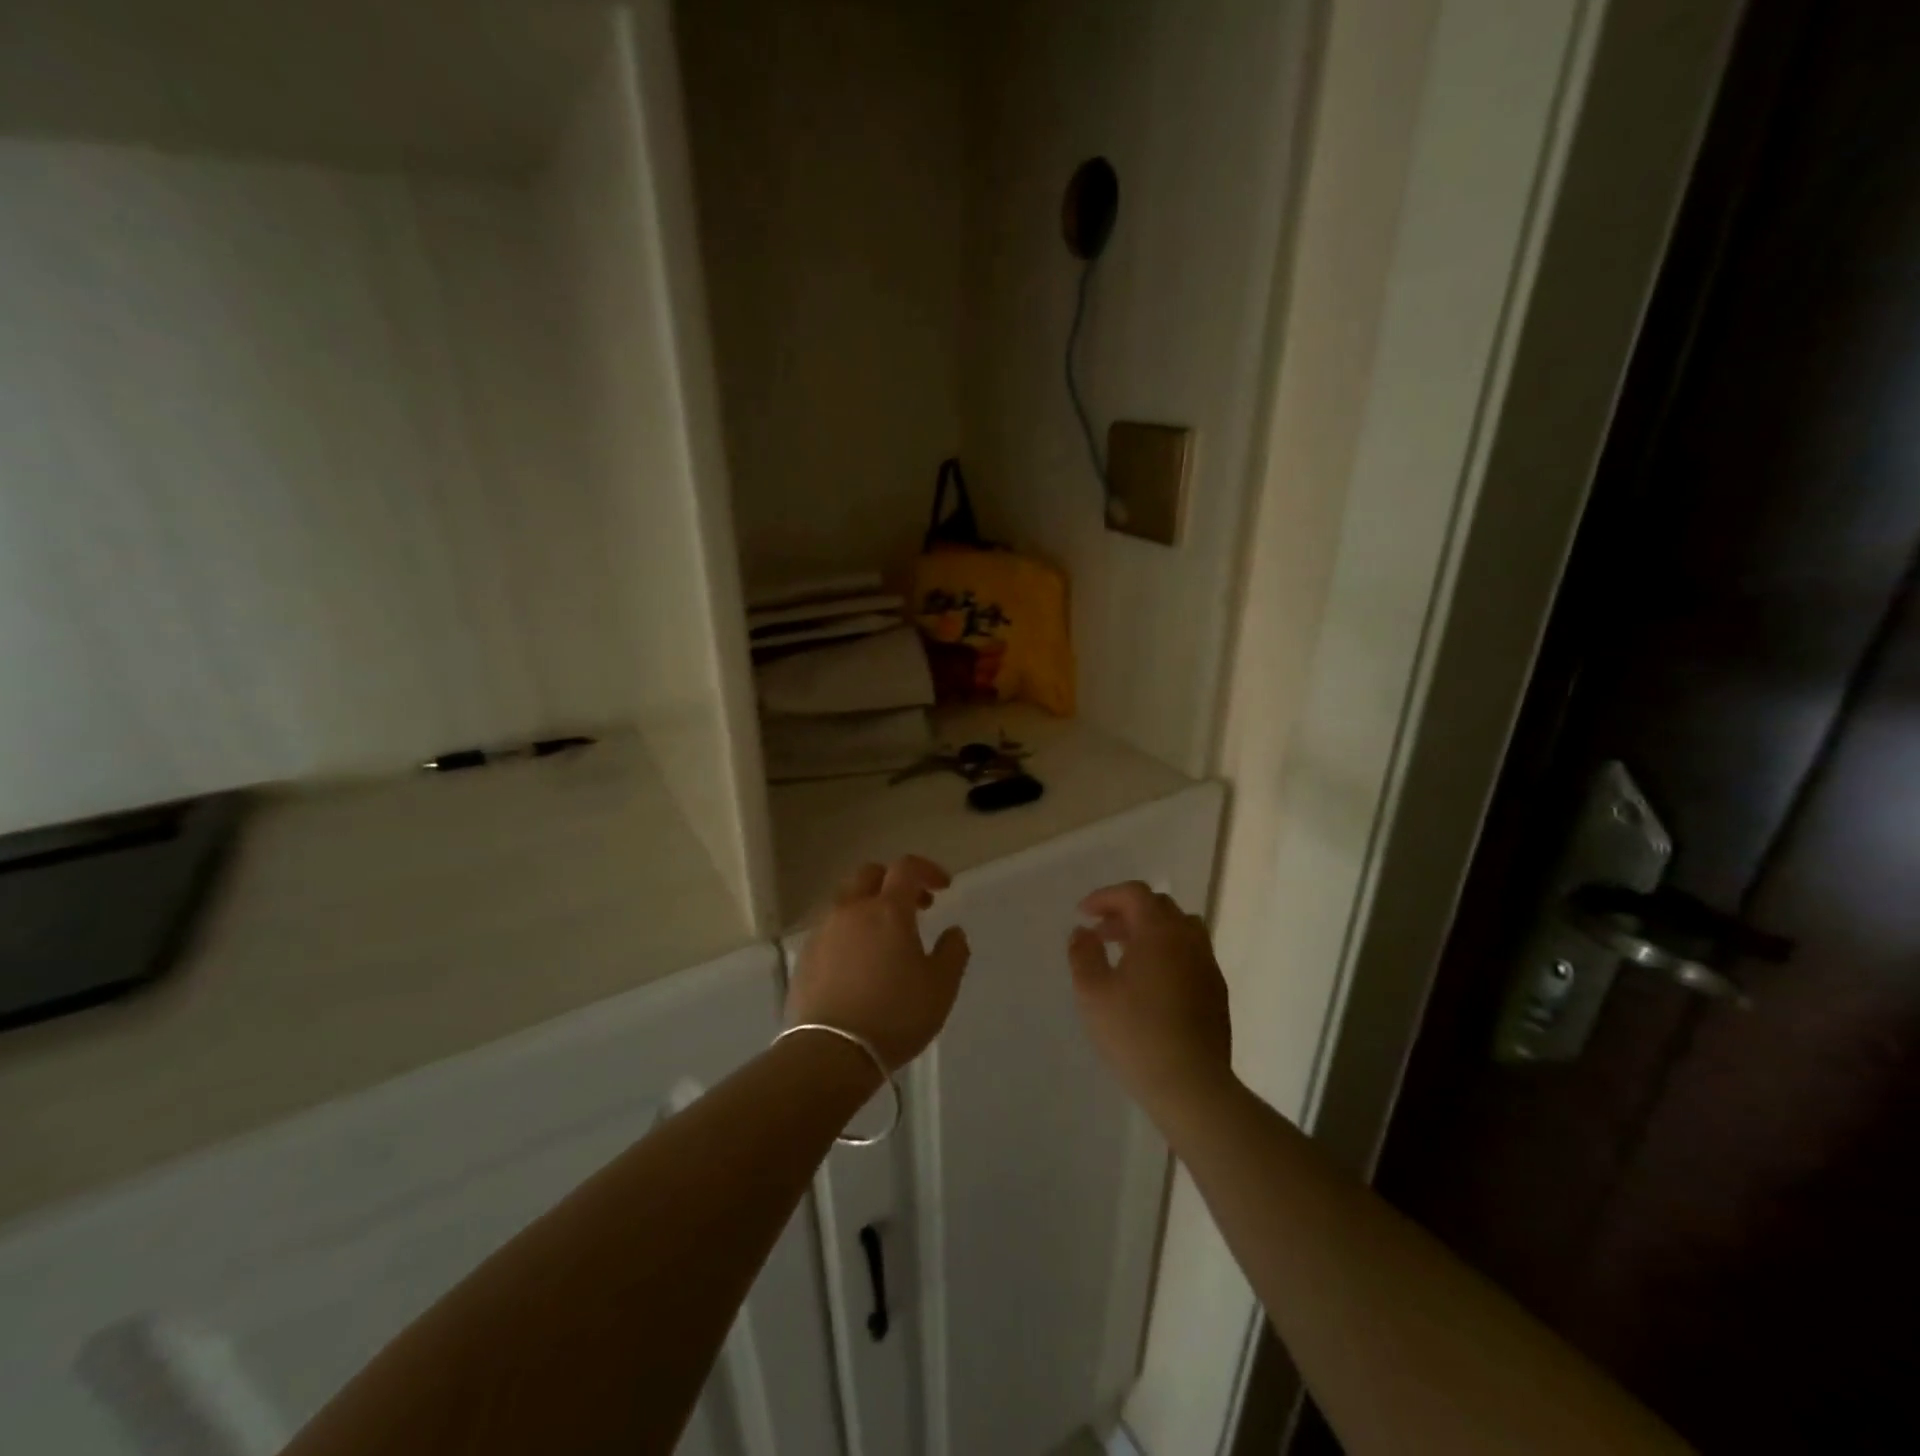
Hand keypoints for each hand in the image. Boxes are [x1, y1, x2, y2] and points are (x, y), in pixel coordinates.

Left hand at [788, 856, 970, 1070]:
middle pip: (869, 874)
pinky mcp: (806, 956)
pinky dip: (849, 930)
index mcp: (887, 910)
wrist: (830, 1052)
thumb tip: (954, 932)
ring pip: (846, 900)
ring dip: (868, 905)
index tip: (943, 887)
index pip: (906, 868)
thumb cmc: (895, 1015)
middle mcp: (851, 910)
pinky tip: (859, 960)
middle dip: (893, 881)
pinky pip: (830, 928)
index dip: (927, 870)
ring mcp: (823, 931)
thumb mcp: (940, 987)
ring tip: (885, 937)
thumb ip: (953, 952)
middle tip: (914, 906)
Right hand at [1068, 881, 1233, 1116]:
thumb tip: (1083, 932)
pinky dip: (1167, 952)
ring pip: (1180, 929)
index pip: (1134, 894)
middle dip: (1126, 912)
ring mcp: (1207, 965)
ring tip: (1126, 954)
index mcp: (1159, 932)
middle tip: (1101, 934)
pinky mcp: (1216, 991)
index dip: (1106, 897)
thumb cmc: (1135, 1034)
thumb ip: (1083, 954)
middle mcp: (1189, 939)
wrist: (1191, 1085)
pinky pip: (1190, 954)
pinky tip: (1150, 983)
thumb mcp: (1092, 993)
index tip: (1083, 915)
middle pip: (1159, 907)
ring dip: (1150, 931)